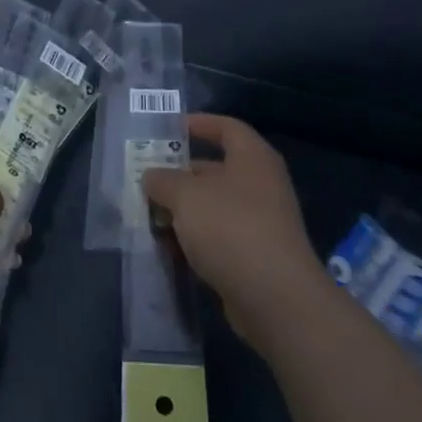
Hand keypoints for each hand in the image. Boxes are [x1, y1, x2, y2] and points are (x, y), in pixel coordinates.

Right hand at [143, 114, 333, 348]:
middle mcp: (261, 185)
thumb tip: (151, 175)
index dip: (198, 123)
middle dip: (179, 174)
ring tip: (148, 215)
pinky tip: (168, 248)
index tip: (167, 129)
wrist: (275, 298)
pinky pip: (218, 237)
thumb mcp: (186, 195)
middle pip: (215, 169)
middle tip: (146, 180)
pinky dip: (194, 239)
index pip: (226, 127)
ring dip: (183, 210)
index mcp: (252, 158)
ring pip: (213, 206)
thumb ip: (163, 179)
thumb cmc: (230, 228)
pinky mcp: (254, 256)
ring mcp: (260, 222)